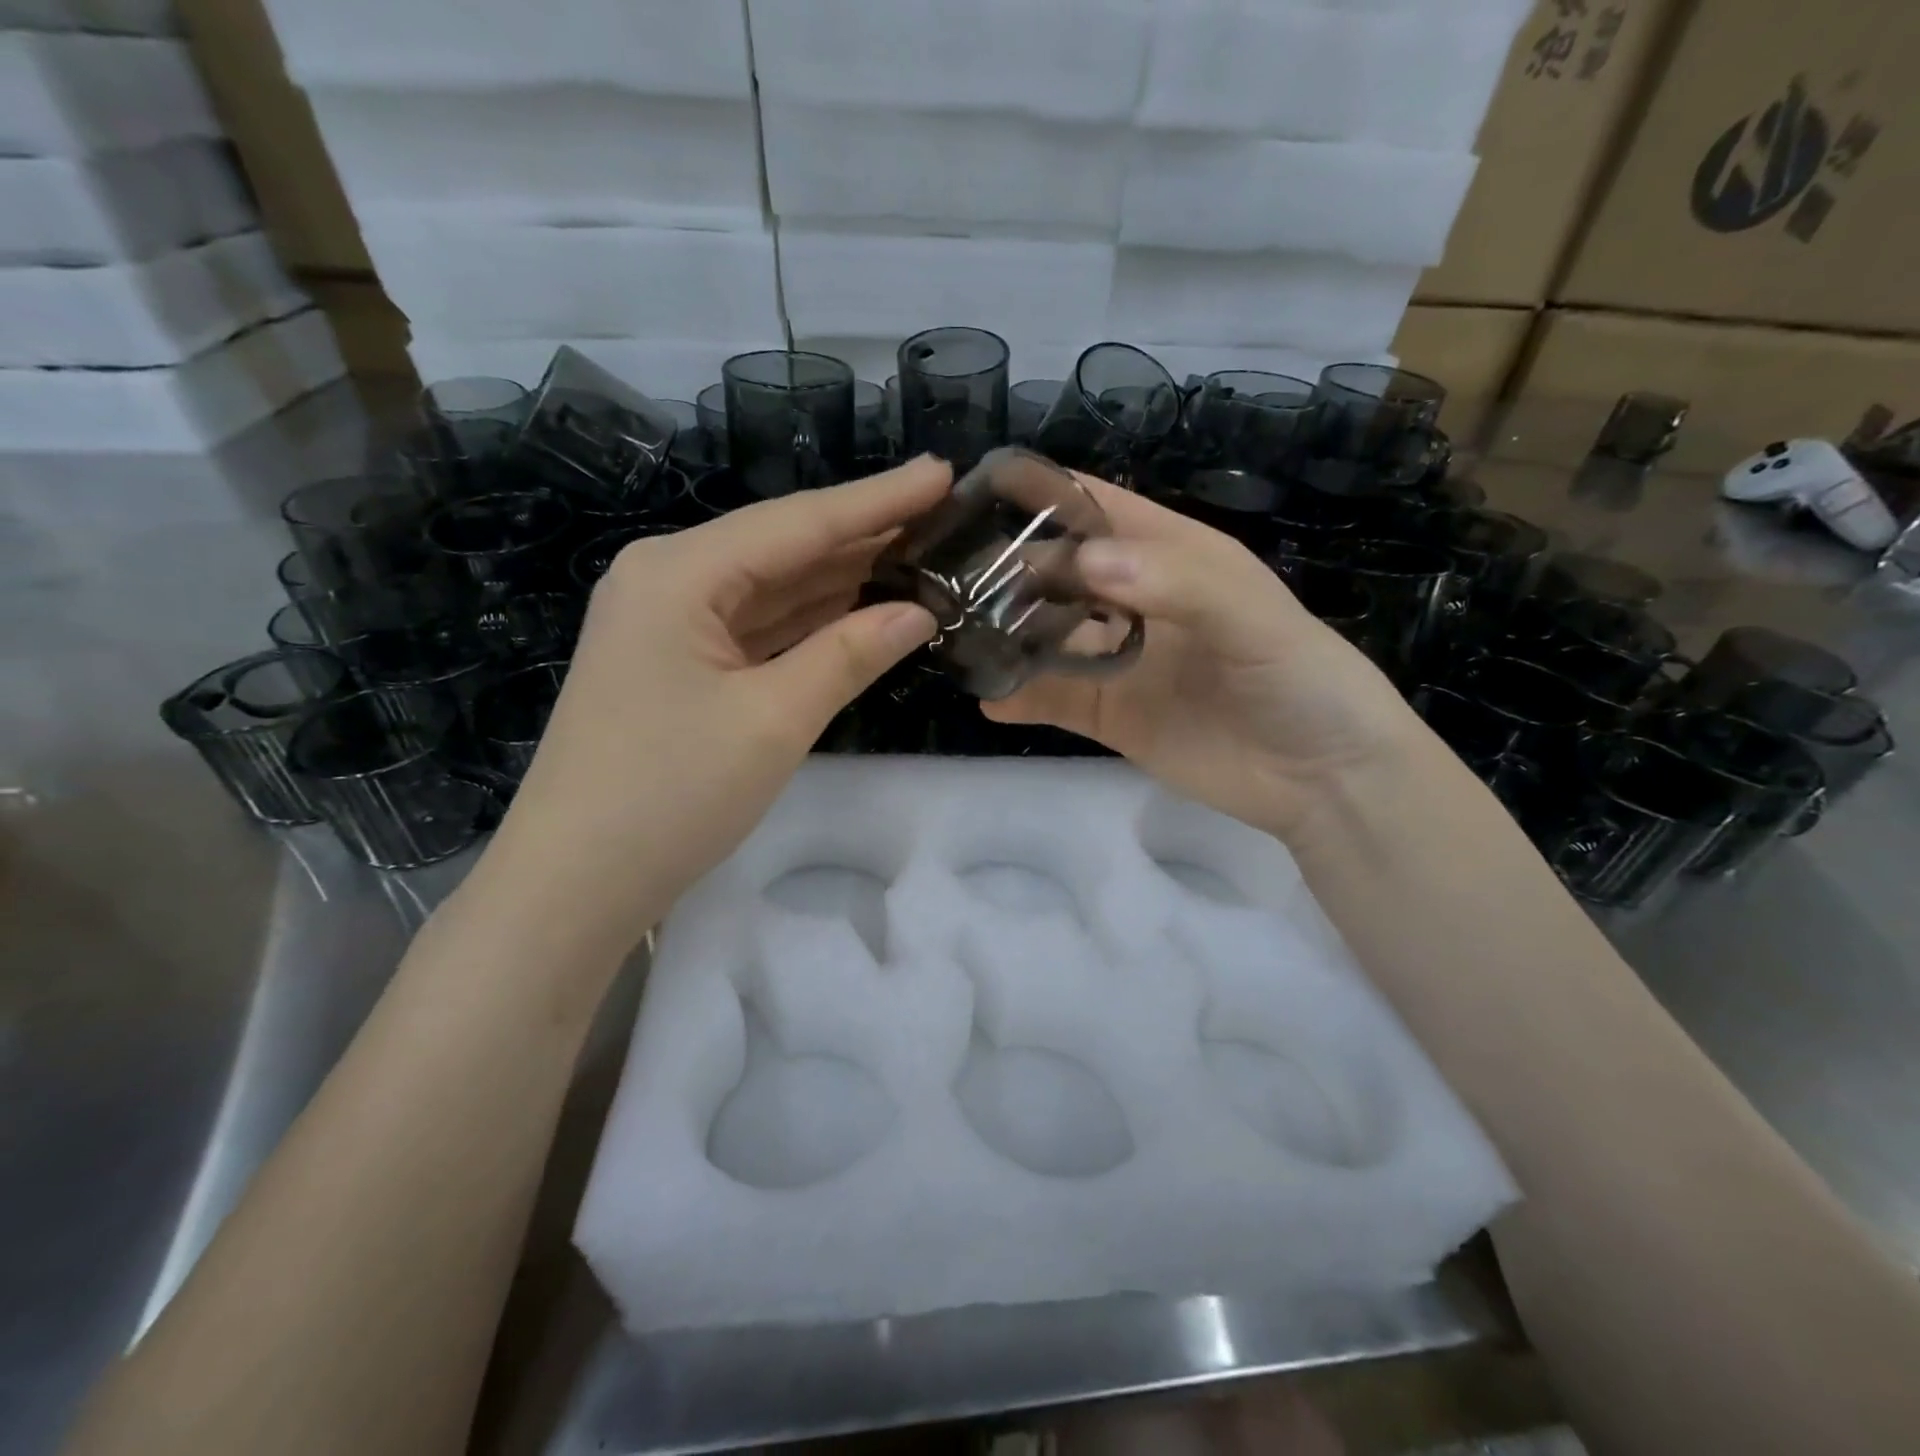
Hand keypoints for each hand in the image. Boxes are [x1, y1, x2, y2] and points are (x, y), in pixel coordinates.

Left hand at [473, 458, 947, 948]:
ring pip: (771, 586)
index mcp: (680, 572)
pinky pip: (755, 626)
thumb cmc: (671, 794)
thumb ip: (849, 654)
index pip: (799, 522)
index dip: (878, 500)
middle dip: (863, 533)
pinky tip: (858, 607)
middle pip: (783, 545)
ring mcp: (668, 622)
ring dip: (840, 576)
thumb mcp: (773, 720)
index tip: (941, 472)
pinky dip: (808, 619)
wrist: (575, 882)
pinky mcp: (676, 662)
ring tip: (916, 553)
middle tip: (940, 513)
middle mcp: (668, 578)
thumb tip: (919, 611)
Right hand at [986, 476, 1427, 839]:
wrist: (1324, 779)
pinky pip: (1055, 700)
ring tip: (955, 632)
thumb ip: (1177, 582)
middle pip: (1059, 573)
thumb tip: (1084, 563)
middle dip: (1009, 570)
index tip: (975, 494)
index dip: (1043, 496)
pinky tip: (988, 697)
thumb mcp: (1253, 617)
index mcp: (1171, 555)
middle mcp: (1136, 601)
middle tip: (947, 577)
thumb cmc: (1303, 679)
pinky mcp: (1111, 715)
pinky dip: (1020, 697)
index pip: (1097, 508)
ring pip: (1048, 636)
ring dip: (1007, 633)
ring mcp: (1120, 660)